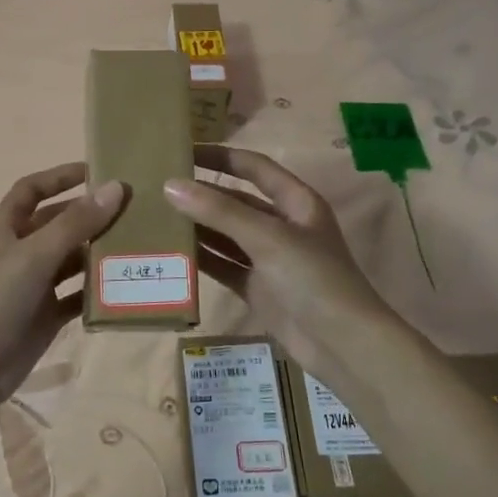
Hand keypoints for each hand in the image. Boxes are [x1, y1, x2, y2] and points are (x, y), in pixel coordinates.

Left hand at [0, 164, 126, 409]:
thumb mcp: (36, 254)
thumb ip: (76, 222)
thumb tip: (115, 188)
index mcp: (7, 228)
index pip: (31, 190)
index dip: (59, 177)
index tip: (96, 171)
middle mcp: (21, 252)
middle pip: (58, 224)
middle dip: (89, 215)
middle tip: (132, 210)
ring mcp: (33, 286)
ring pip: (71, 260)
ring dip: (98, 252)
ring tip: (138, 244)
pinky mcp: (46, 316)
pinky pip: (77, 297)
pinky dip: (98, 291)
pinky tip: (126, 287)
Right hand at [164, 145, 399, 383]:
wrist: (342, 345)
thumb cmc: (313, 278)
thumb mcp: (267, 237)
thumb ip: (219, 211)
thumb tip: (171, 186)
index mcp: (296, 202)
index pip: (253, 167)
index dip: (220, 157)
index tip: (182, 151)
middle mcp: (282, 225)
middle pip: (235, 201)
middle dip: (201, 193)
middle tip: (157, 187)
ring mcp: (268, 258)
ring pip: (225, 235)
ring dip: (196, 227)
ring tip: (155, 217)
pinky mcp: (257, 288)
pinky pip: (223, 266)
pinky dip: (200, 259)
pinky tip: (170, 252)